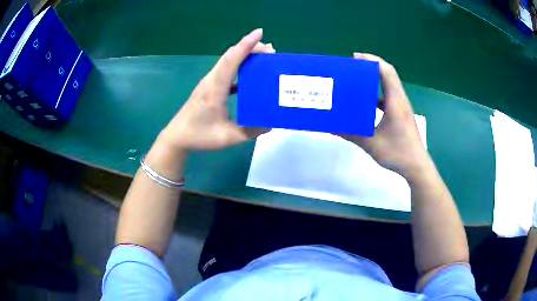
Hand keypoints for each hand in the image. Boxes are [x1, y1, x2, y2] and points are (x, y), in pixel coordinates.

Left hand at [157, 29, 273, 153]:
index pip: (231, 60)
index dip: (246, 45)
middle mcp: (211, 80)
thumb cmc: (199, 136)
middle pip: (230, 56)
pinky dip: (239, 67)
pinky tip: (250, 74)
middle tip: (271, 49)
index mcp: (215, 88)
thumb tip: (270, 124)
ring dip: (245, 55)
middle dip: (250, 47)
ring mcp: (209, 83)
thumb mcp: (228, 138)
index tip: (259, 33)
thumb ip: (250, 132)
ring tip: (264, 56)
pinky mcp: (209, 88)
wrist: (177, 138)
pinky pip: (226, 72)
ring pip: (228, 61)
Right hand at [341, 53, 431, 178]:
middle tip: (353, 67)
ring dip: (375, 80)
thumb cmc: (398, 152)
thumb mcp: (372, 144)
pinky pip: (389, 98)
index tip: (356, 57)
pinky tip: (367, 103)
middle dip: (371, 66)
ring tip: (358, 82)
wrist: (417, 166)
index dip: (372, 60)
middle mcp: (400, 100)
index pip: (387, 72)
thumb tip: (332, 128)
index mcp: (395, 101)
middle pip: (388, 74)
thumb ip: (352, 135)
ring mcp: (402, 108)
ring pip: (389, 86)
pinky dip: (378, 95)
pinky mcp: (401, 115)